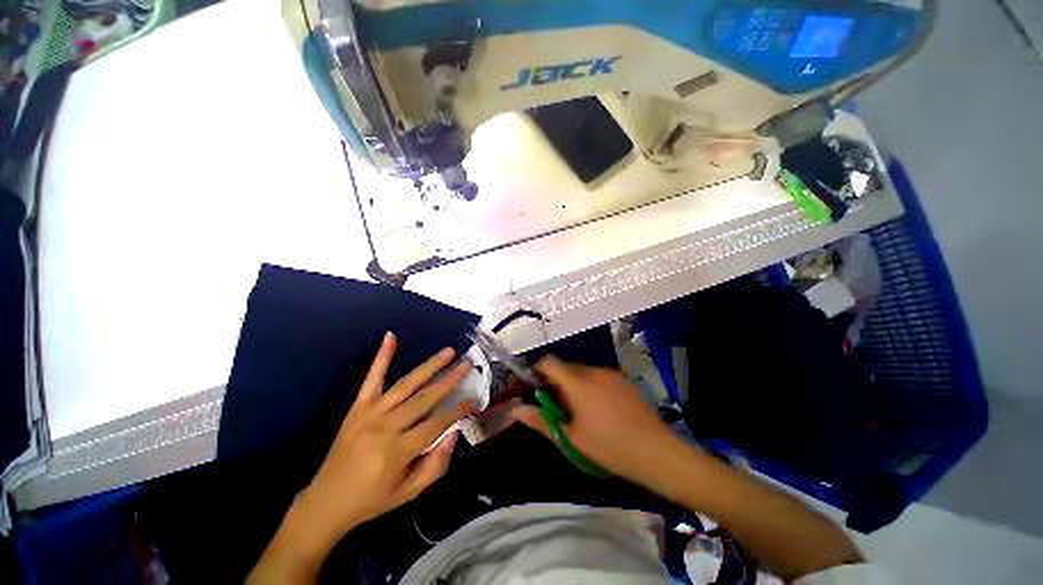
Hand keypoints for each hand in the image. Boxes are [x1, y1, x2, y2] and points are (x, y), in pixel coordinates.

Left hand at [250, 333, 475, 582]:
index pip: (437, 423)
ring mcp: (370, 413)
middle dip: (450, 379)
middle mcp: (385, 427)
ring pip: (406, 384)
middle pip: (425, 397)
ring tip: (449, 351)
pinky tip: (391, 337)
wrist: (325, 503)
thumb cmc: (372, 500)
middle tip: (468, 363)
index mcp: (398, 451)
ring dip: (429, 365)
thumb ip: (436, 465)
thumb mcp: (408, 494)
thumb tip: (455, 433)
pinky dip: (382, 356)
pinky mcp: (358, 407)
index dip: (459, 409)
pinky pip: (372, 378)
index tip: (476, 397)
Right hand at [510, 356, 687, 490]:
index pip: (549, 362)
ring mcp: (611, 374)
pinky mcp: (624, 380)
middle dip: (556, 382)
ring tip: (581, 412)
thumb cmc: (609, 448)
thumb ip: (540, 421)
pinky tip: (601, 410)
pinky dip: (590, 385)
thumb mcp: (571, 439)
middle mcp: (594, 371)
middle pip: (566, 367)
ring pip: (582, 371)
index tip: (536, 389)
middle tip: (559, 408)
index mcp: (578, 383)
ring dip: (573, 384)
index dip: (538, 370)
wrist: (658, 452)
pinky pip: (598, 376)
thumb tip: (515, 410)